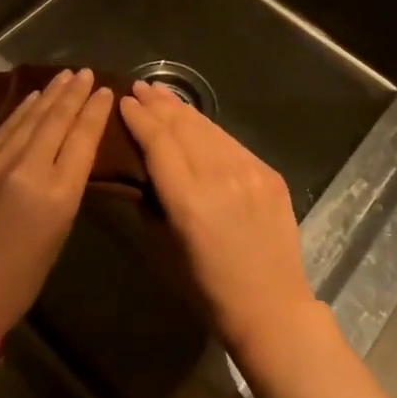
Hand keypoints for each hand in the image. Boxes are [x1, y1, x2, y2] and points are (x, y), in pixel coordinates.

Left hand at [0, 68, 113, 328]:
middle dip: (74, 93)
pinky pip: (6, 127)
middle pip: (57, 119)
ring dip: (50, 94)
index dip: (95, 111)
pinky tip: (33, 97)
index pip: (83, 138)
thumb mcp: (59, 231)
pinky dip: (23, 109)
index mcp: (58, 194)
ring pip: (31, 117)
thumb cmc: (21, 277)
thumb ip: (66, 185)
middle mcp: (29, 169)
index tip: (104, 91)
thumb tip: (71, 149)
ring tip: (65, 76)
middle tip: (86, 72)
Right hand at [120, 83, 318, 360]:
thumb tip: (140, 173)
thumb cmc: (209, 291)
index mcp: (189, 201)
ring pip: (208, 128)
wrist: (274, 310)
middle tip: (139, 87)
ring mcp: (249, 172)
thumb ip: (151, 205)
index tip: (123, 101)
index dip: (139, 118)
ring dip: (182, 109)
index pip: (159, 143)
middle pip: (183, 126)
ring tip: (162, 94)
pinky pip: (232, 142)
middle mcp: (220, 177)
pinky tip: (196, 122)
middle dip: (158, 104)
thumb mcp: (164, 252)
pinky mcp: (269, 173)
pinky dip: (209, 129)